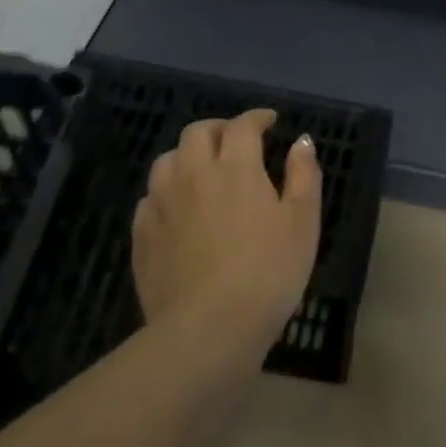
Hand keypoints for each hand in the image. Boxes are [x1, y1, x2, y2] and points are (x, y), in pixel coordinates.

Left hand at [132, 108, 321, 346]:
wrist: (208, 328)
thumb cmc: (268, 273)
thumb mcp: (302, 223)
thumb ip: (303, 176)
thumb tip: (301, 141)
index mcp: (235, 167)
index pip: (242, 125)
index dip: (257, 117)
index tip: (270, 122)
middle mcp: (193, 174)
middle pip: (197, 133)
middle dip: (219, 128)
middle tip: (236, 141)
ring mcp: (162, 204)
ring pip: (167, 160)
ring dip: (187, 155)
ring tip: (204, 170)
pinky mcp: (142, 234)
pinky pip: (150, 197)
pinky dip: (167, 191)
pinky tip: (178, 208)